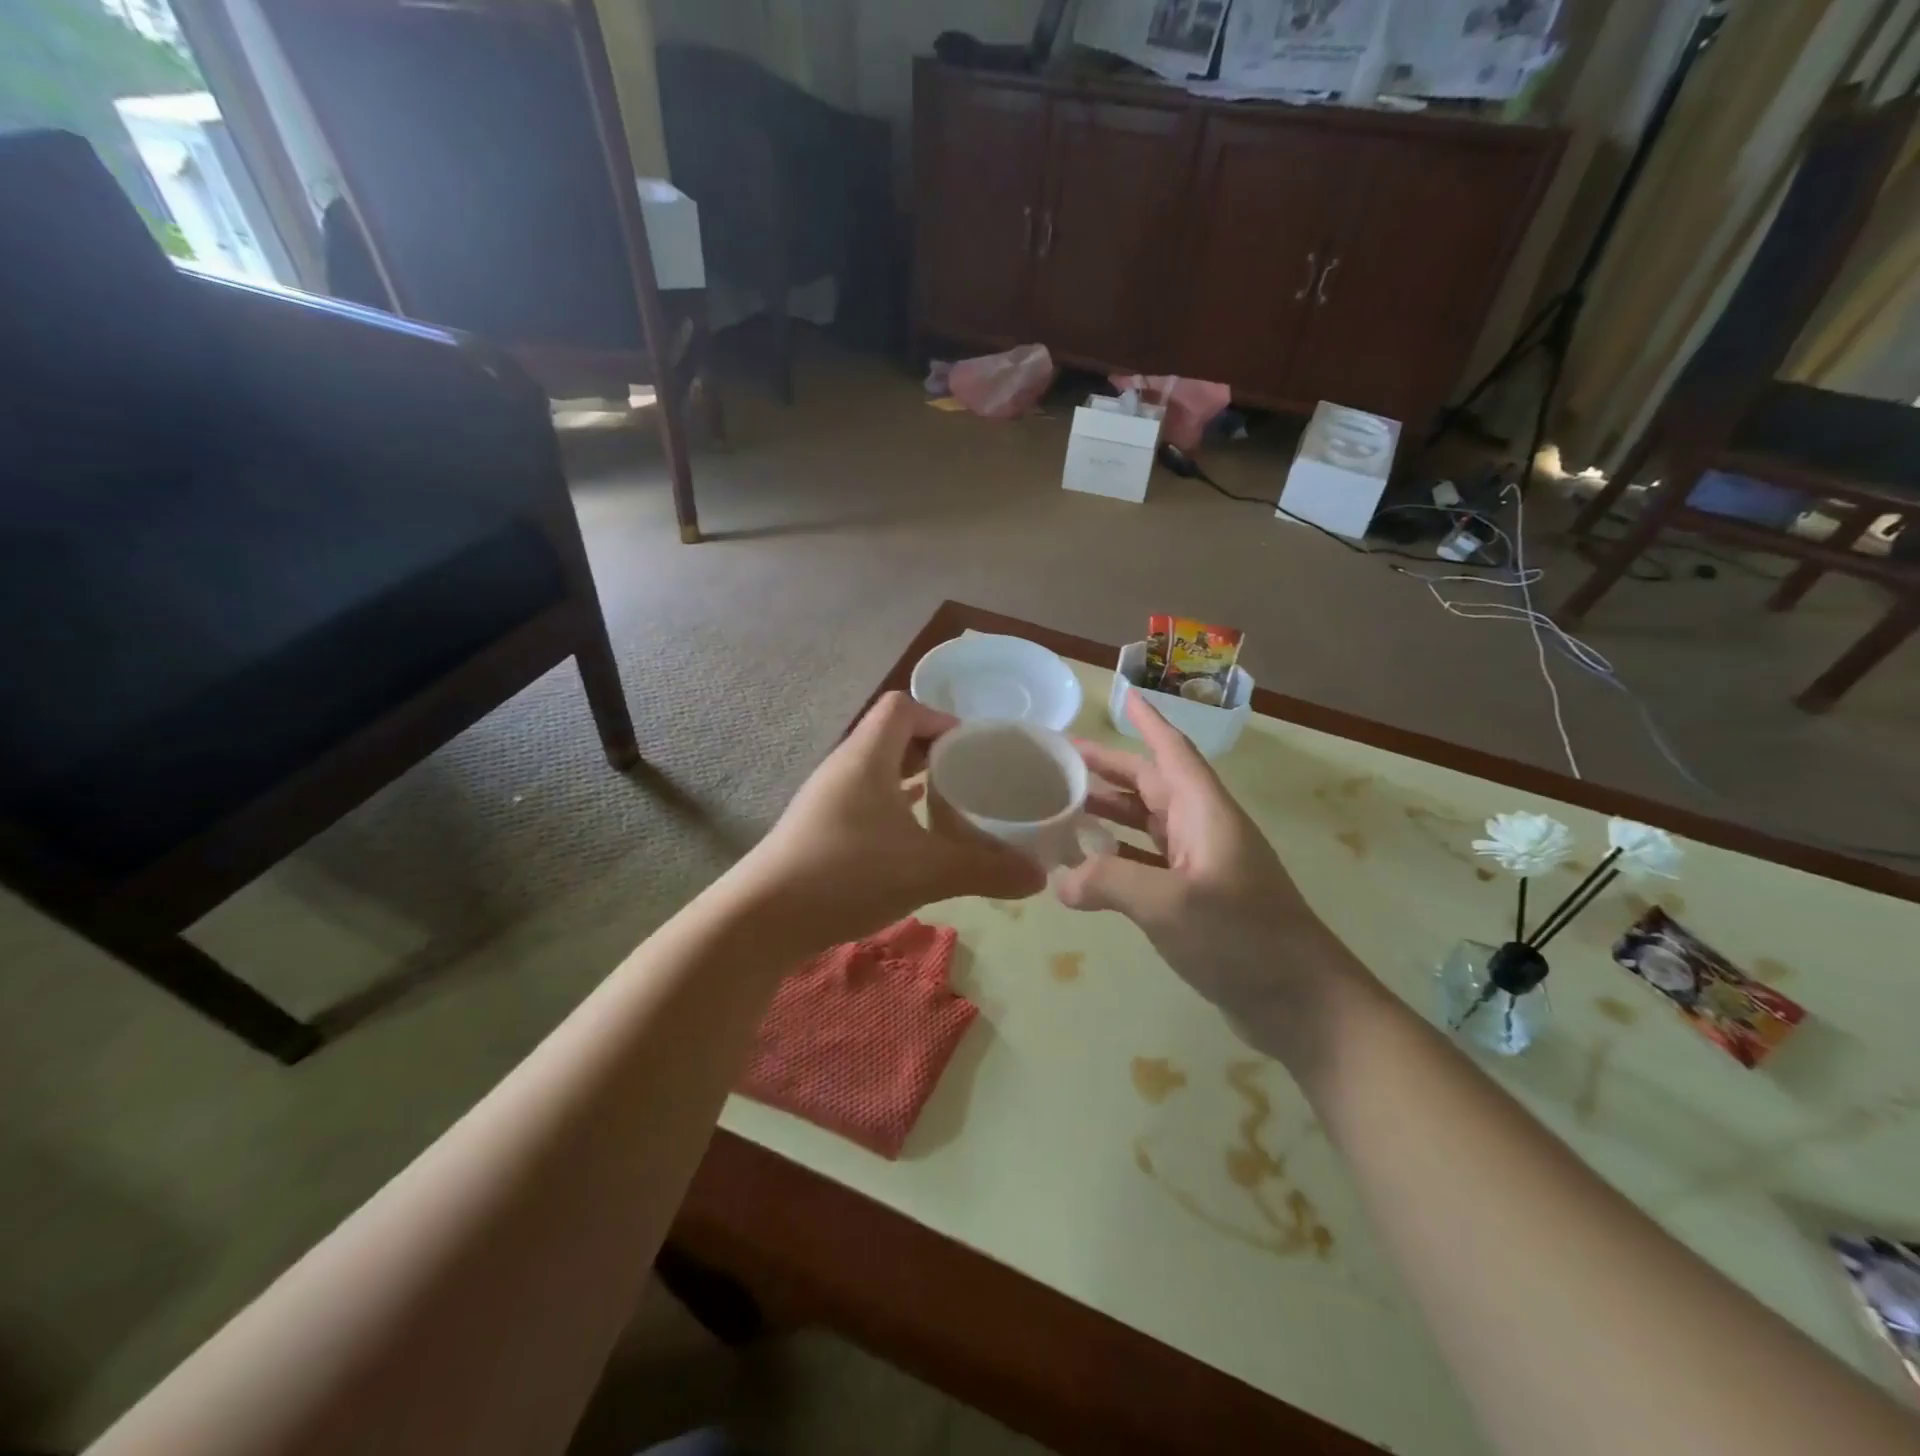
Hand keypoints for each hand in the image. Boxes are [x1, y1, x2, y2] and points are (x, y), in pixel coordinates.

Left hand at [743, 692, 1046, 948]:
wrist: (761, 920)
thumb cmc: (845, 874)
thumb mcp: (927, 871)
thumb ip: (986, 869)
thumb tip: (1038, 877)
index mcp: (866, 757)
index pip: (902, 707)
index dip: (940, 717)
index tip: (974, 747)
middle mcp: (844, 768)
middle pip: (892, 737)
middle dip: (934, 752)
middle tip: (972, 777)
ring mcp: (827, 800)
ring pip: (877, 773)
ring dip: (913, 782)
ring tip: (950, 805)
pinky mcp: (820, 830)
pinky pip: (865, 802)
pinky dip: (894, 810)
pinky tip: (914, 839)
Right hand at [1057, 694, 1360, 1033]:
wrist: (1302, 1003)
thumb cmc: (1243, 938)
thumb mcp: (1170, 905)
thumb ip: (1108, 883)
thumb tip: (1059, 881)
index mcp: (1205, 813)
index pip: (1172, 752)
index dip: (1148, 722)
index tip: (1121, 695)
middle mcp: (1204, 830)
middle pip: (1152, 785)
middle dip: (1108, 770)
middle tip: (1059, 762)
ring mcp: (1202, 866)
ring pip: (1148, 824)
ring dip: (1109, 813)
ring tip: (1063, 807)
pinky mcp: (1197, 900)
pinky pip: (1148, 863)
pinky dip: (1118, 857)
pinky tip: (1088, 867)